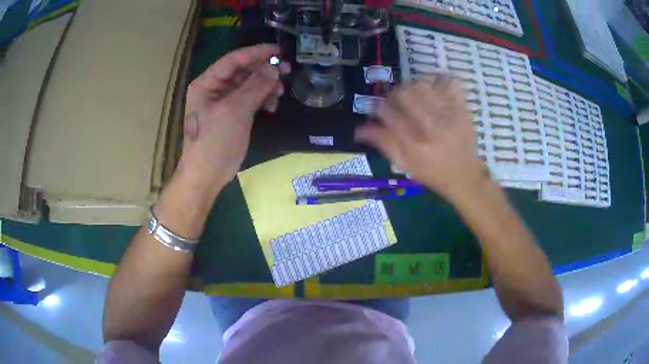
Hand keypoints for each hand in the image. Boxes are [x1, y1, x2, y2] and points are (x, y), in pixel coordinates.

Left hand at [178, 44, 289, 193]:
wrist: (207, 176)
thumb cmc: (215, 142)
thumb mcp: (235, 111)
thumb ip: (255, 86)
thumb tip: (274, 68)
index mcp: (207, 83)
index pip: (234, 60)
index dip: (257, 53)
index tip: (279, 51)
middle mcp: (214, 89)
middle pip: (243, 71)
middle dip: (264, 70)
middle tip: (287, 70)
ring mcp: (224, 102)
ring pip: (249, 85)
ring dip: (266, 86)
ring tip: (281, 92)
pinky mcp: (233, 115)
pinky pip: (250, 99)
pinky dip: (263, 99)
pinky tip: (272, 106)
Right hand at [355, 75, 486, 200]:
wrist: (465, 176)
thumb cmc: (431, 173)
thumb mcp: (404, 165)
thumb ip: (383, 143)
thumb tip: (359, 128)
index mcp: (415, 145)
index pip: (388, 113)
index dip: (378, 107)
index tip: (378, 109)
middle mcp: (432, 127)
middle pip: (405, 94)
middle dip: (395, 95)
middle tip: (396, 102)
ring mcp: (450, 115)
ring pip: (424, 85)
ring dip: (413, 86)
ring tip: (415, 96)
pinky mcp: (463, 109)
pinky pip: (450, 83)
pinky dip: (440, 81)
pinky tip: (435, 89)